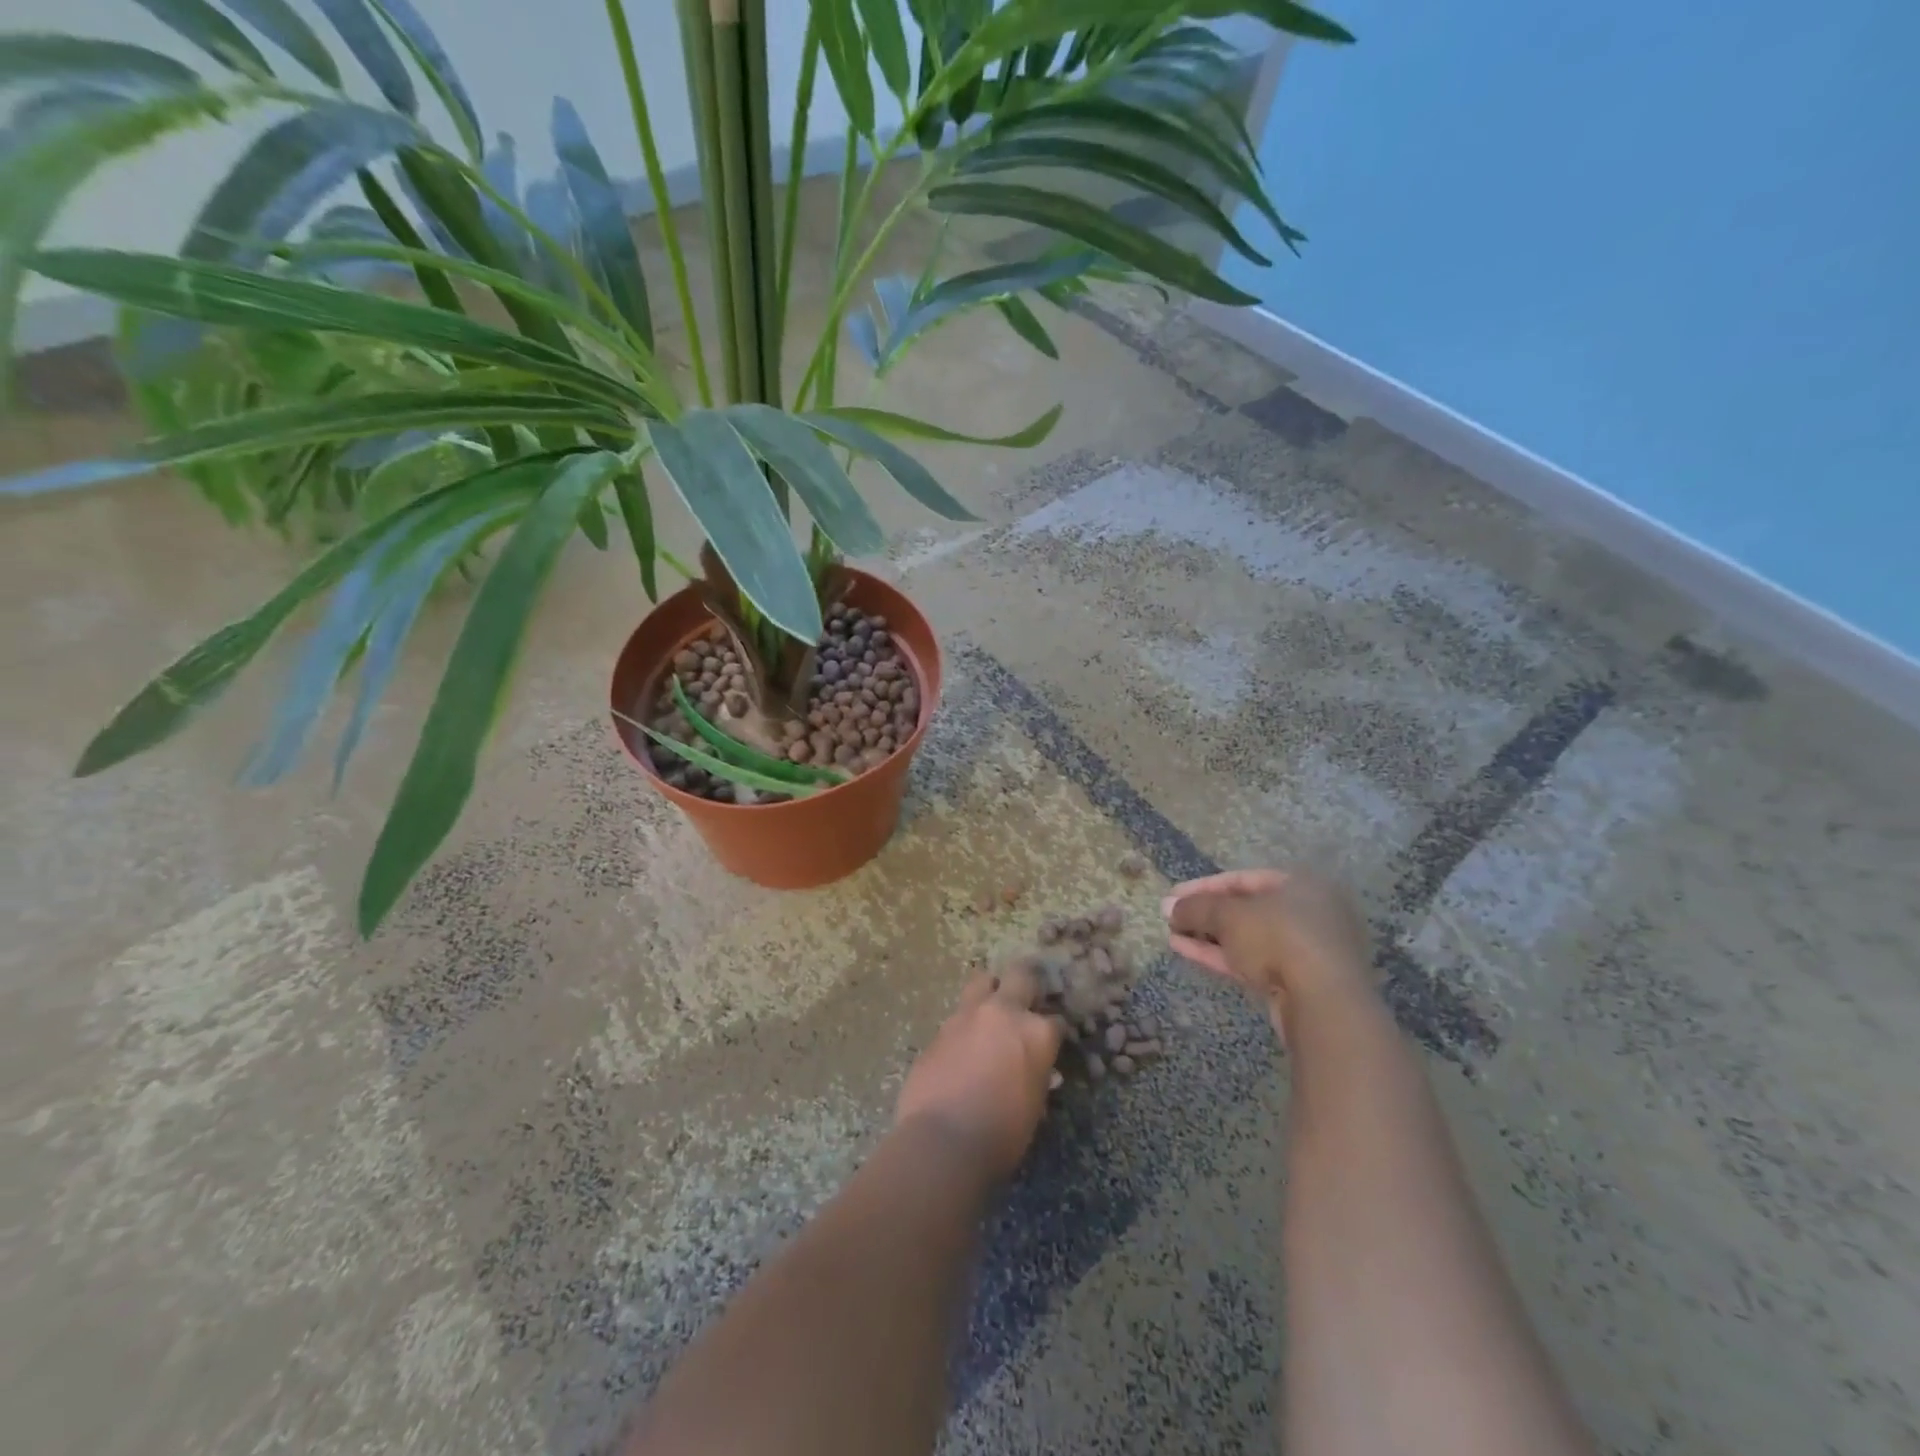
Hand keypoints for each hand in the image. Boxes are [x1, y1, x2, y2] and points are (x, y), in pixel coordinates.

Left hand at [895, 964, 1062, 1181]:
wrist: (943, 1141)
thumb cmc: (1001, 1134)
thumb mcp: (1033, 1106)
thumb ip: (1036, 1076)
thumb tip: (1035, 1070)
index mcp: (1036, 1033)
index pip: (1055, 1020)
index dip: (1053, 1031)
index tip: (1049, 1041)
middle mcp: (1004, 1012)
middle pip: (1021, 976)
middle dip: (1027, 985)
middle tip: (1026, 1001)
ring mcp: (968, 1015)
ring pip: (983, 981)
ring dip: (990, 992)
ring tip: (991, 1013)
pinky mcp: (940, 1028)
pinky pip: (958, 1015)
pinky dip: (965, 1024)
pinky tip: (964, 1045)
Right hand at [1162, 868, 1372, 1037]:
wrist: (1324, 1002)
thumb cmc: (1278, 937)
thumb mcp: (1228, 915)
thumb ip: (1196, 907)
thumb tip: (1168, 907)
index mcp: (1301, 884)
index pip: (1242, 879)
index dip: (1203, 886)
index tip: (1173, 896)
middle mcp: (1309, 912)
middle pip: (1246, 909)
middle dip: (1205, 914)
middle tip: (1172, 917)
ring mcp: (1306, 950)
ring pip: (1248, 938)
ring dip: (1209, 936)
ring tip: (1173, 935)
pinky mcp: (1299, 982)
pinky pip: (1254, 960)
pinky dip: (1222, 955)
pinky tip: (1188, 951)